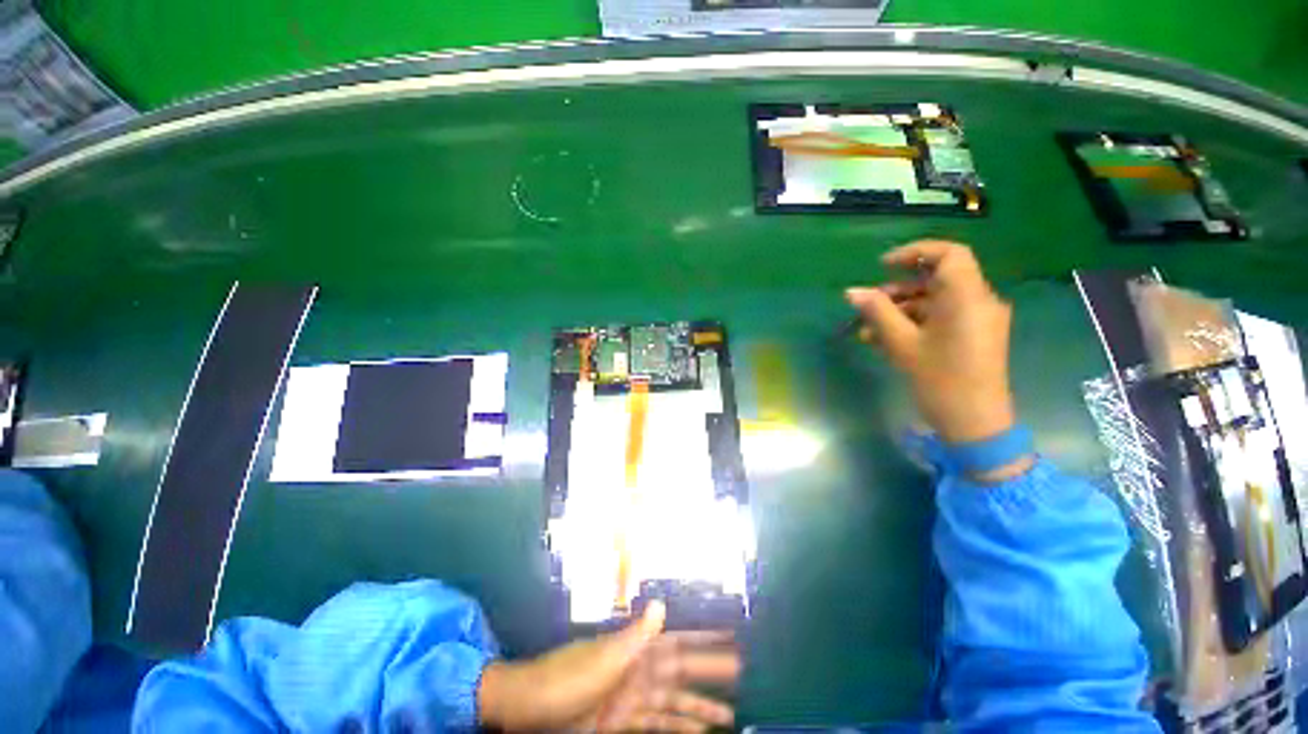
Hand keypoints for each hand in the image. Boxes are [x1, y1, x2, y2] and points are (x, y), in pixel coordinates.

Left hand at [478, 601, 739, 731]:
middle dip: (710, 668)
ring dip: (700, 706)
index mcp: (637, 648)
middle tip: (742, 668)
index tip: (730, 628)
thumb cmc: (567, 678)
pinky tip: (697, 733)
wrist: (530, 709)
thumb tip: (662, 604)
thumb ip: (636, 635)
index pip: (678, 636)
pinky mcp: (625, 722)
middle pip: (682, 668)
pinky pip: (659, 725)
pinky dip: (679, 728)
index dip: (704, 632)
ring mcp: (633, 697)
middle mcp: (640, 669)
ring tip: (729, 713)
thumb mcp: (603, 658)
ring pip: (675, 700)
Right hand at [846, 240, 1030, 477]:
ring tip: (867, 329)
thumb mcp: (902, 344)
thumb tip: (852, 292)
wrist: (975, 424)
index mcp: (968, 297)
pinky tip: (883, 340)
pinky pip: (941, 319)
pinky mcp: (973, 336)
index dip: (915, 252)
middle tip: (867, 304)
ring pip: (935, 301)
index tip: (883, 266)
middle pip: (937, 279)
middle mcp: (979, 302)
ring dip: (900, 310)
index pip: (950, 254)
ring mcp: (978, 320)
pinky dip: (913, 323)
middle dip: (898, 289)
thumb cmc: (940, 380)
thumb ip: (877, 312)